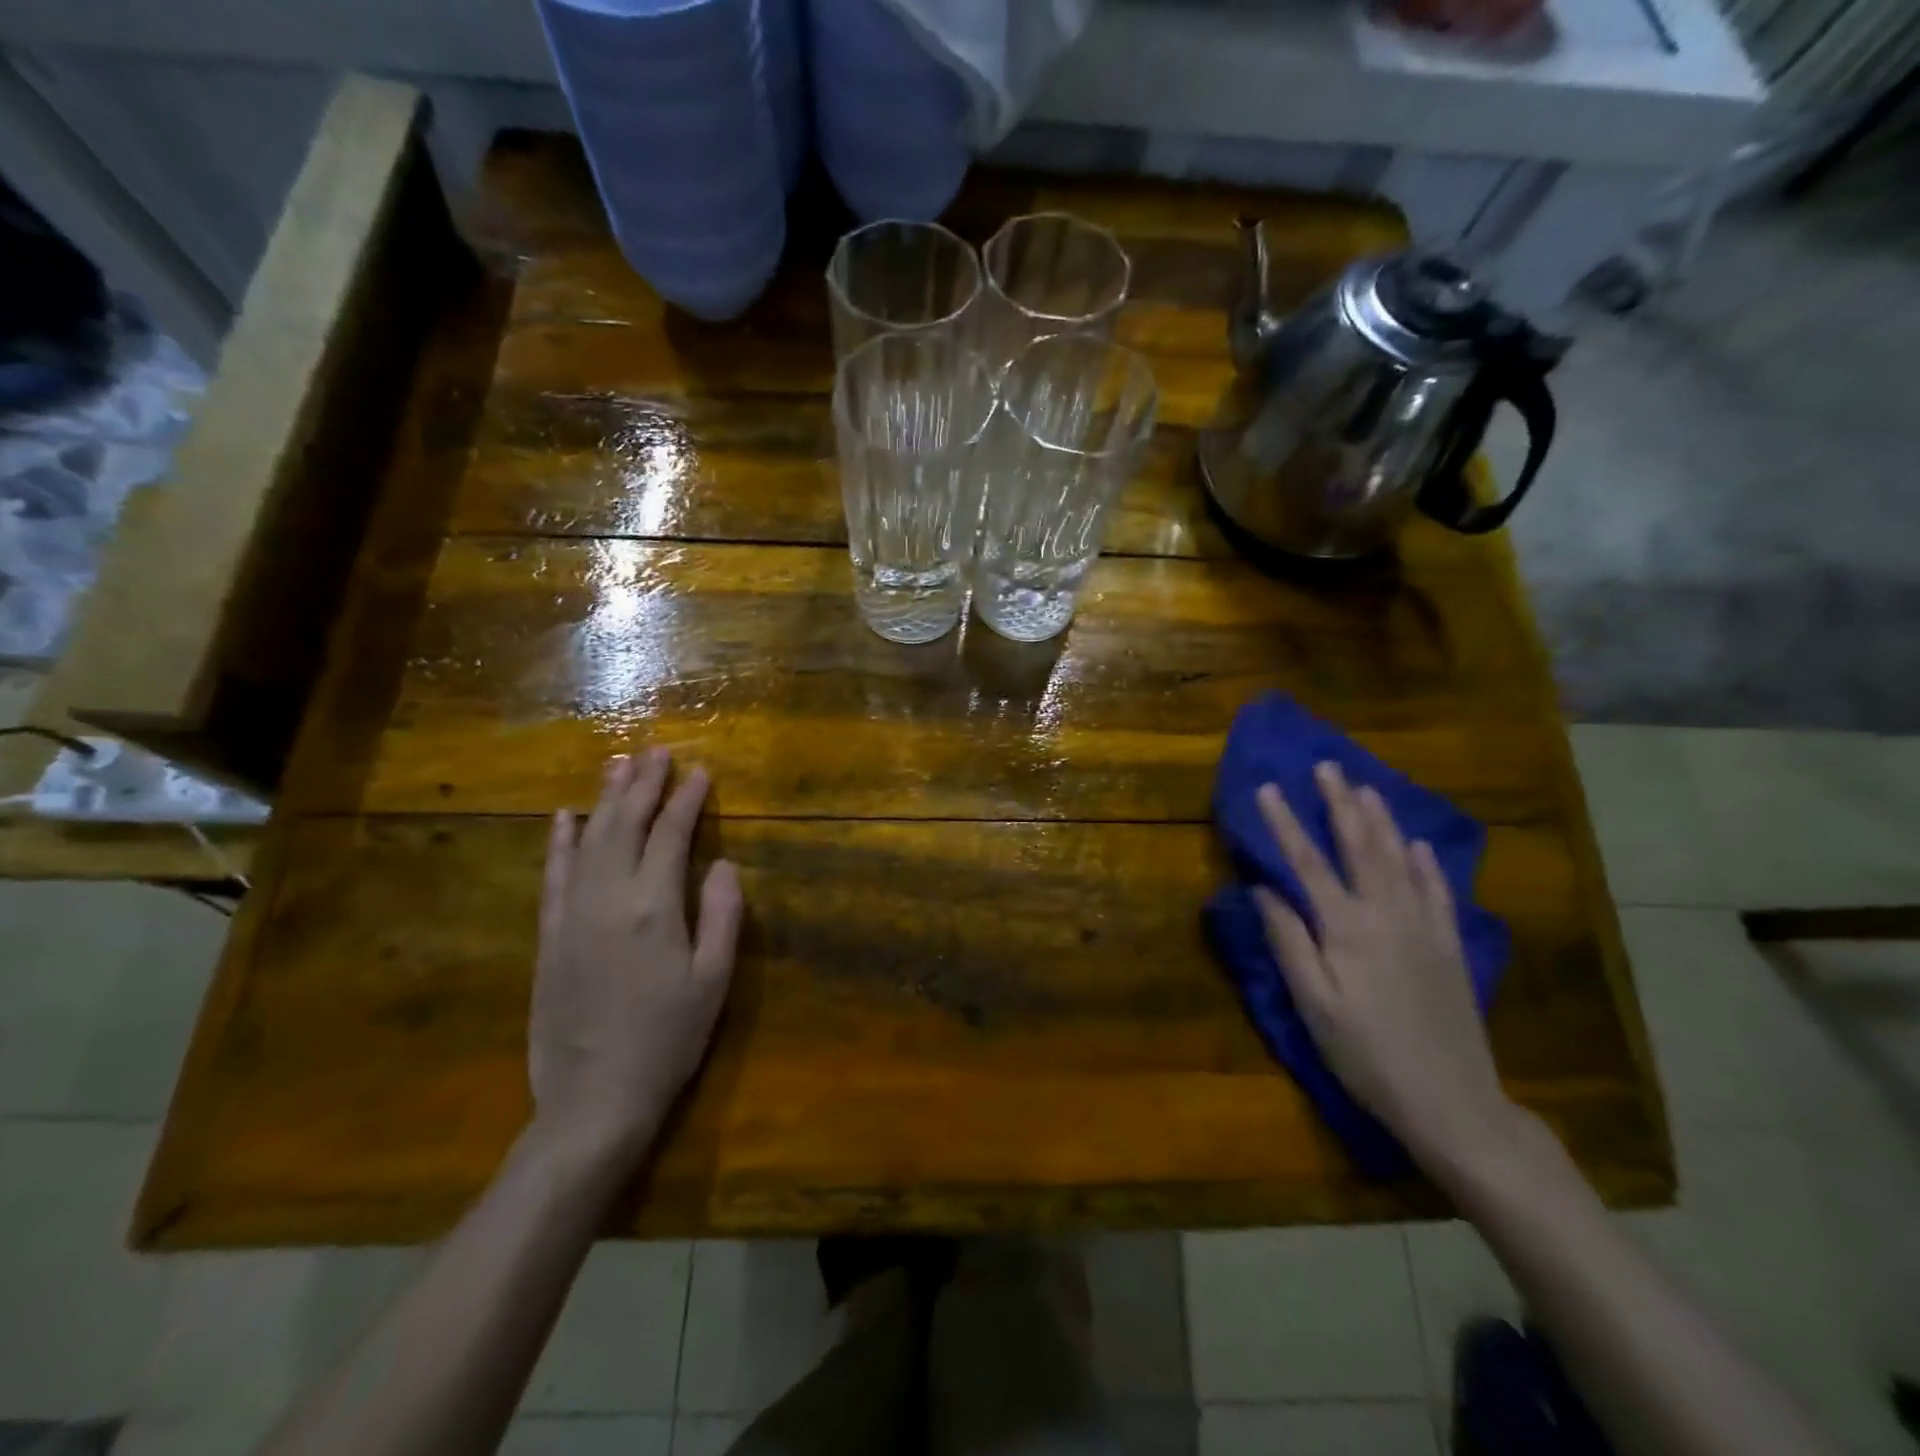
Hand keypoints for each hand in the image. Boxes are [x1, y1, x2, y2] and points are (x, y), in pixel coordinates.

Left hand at [529, 750, 743, 1171]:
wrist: (594, 1099)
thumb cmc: (668, 1039)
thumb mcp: (713, 980)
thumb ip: (722, 915)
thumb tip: (723, 864)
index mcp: (655, 907)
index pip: (671, 835)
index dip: (686, 799)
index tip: (699, 770)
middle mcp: (609, 898)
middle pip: (625, 824)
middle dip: (643, 783)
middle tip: (656, 750)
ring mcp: (572, 915)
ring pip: (587, 839)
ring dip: (604, 798)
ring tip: (617, 764)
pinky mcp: (549, 936)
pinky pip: (552, 875)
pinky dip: (559, 841)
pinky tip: (565, 816)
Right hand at [1253, 761, 1512, 1165]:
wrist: (1452, 1102)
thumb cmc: (1366, 1056)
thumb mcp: (1313, 1005)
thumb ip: (1288, 942)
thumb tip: (1263, 889)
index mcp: (1346, 928)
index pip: (1307, 862)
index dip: (1285, 823)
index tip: (1269, 788)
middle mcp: (1387, 914)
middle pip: (1359, 847)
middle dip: (1340, 804)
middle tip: (1327, 766)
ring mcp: (1424, 928)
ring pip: (1399, 859)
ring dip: (1381, 819)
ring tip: (1366, 787)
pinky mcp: (1449, 947)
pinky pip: (1437, 892)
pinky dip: (1426, 863)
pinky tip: (1418, 844)